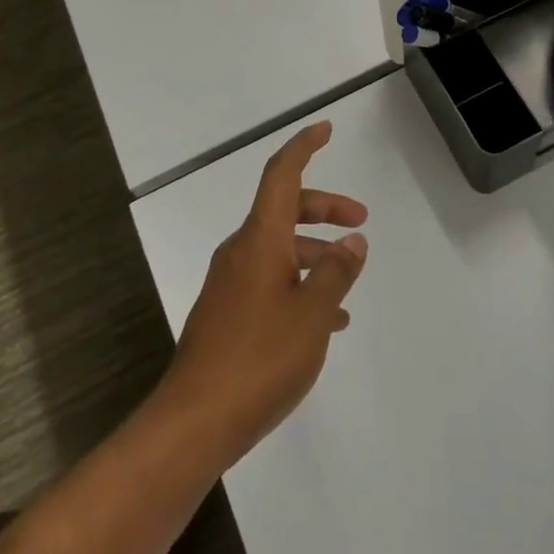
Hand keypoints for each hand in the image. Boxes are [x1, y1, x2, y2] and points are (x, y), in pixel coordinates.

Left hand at [158, 122, 368, 465]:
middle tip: (360, 219)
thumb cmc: (259, 359)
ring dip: (315, 252)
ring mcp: (231, 284)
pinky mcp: (227, 314)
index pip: (281, 175)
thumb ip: (337, 272)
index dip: (304, 147)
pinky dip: (299, 284)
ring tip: (349, 282)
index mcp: (260, 239)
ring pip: (280, 247)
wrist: (194, 424)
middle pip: (285, 209)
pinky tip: (325, 321)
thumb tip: (352, 242)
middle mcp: (242, 252)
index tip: (325, 129)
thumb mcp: (313, 314)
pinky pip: (270, 279)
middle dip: (324, 207)